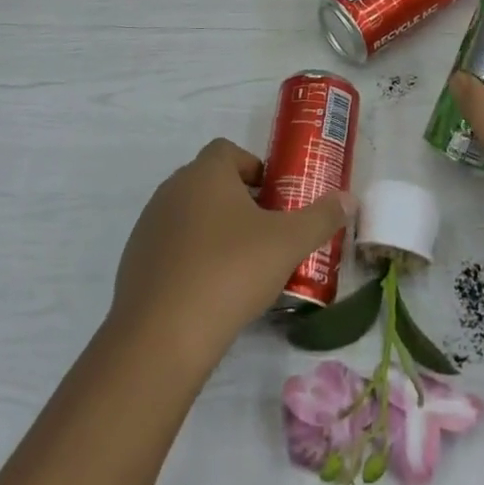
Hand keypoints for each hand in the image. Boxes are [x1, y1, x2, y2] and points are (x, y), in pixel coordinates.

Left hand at [111, 139, 357, 368]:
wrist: (162, 334)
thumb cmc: (230, 271)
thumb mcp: (288, 243)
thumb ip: (321, 218)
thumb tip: (348, 198)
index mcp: (205, 173)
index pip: (228, 150)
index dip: (254, 168)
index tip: (275, 199)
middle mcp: (172, 188)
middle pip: (209, 182)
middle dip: (238, 201)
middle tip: (266, 234)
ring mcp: (150, 224)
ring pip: (189, 214)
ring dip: (214, 229)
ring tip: (240, 266)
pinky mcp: (135, 259)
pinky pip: (171, 245)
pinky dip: (191, 257)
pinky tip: (209, 291)